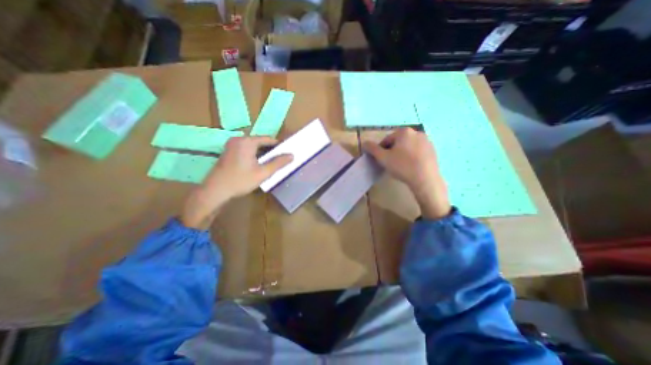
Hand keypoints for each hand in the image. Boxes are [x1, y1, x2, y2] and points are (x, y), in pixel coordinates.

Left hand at [180, 137, 292, 227]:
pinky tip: (258, 165)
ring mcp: (231, 145)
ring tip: (272, 163)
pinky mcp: (228, 152)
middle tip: (280, 160)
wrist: (215, 191)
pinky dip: (254, 155)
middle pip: (260, 142)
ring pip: (253, 146)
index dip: (279, 146)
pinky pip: (246, 150)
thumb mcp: (263, 173)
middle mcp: (238, 139)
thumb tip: (291, 155)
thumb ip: (279, 163)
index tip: (287, 153)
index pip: (268, 139)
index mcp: (247, 141)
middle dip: (271, 150)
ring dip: (263, 153)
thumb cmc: (240, 180)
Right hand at [364, 128, 450, 219]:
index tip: (380, 160)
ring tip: (400, 166)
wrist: (425, 179)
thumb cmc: (402, 166)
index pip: (387, 139)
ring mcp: (427, 141)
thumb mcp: (383, 158)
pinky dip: (412, 156)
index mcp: (404, 132)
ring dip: (402, 153)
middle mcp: (417, 132)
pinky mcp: (433, 150)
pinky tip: (411, 167)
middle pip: (398, 142)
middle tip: (390, 163)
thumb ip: (372, 149)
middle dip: (392, 151)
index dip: (381, 150)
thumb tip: (364, 143)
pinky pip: (418, 151)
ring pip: (408, 146)